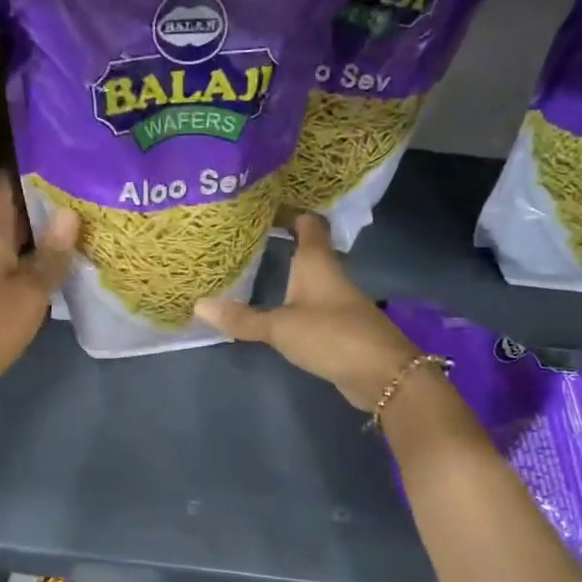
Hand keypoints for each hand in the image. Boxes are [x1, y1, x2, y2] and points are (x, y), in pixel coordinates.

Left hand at [0, 174, 76, 417]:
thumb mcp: (31, 290)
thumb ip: (52, 253)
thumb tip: (70, 211)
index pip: (4, 188)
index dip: (25, 168)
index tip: (55, 153)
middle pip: (14, 212)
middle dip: (43, 198)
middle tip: (81, 182)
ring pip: (18, 238)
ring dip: (43, 229)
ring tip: (81, 213)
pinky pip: (18, 261)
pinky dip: (39, 255)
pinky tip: (64, 257)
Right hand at [193, 213, 417, 409]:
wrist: (382, 374)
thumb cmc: (331, 336)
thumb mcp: (280, 327)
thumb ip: (242, 318)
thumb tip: (198, 306)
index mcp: (316, 262)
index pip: (307, 223)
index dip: (288, 212)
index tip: (262, 206)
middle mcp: (329, 275)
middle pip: (308, 248)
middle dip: (282, 240)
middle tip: (246, 237)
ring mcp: (337, 301)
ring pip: (309, 277)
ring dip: (287, 271)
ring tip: (253, 266)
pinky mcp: (340, 326)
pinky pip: (312, 303)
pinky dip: (294, 299)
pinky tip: (275, 305)